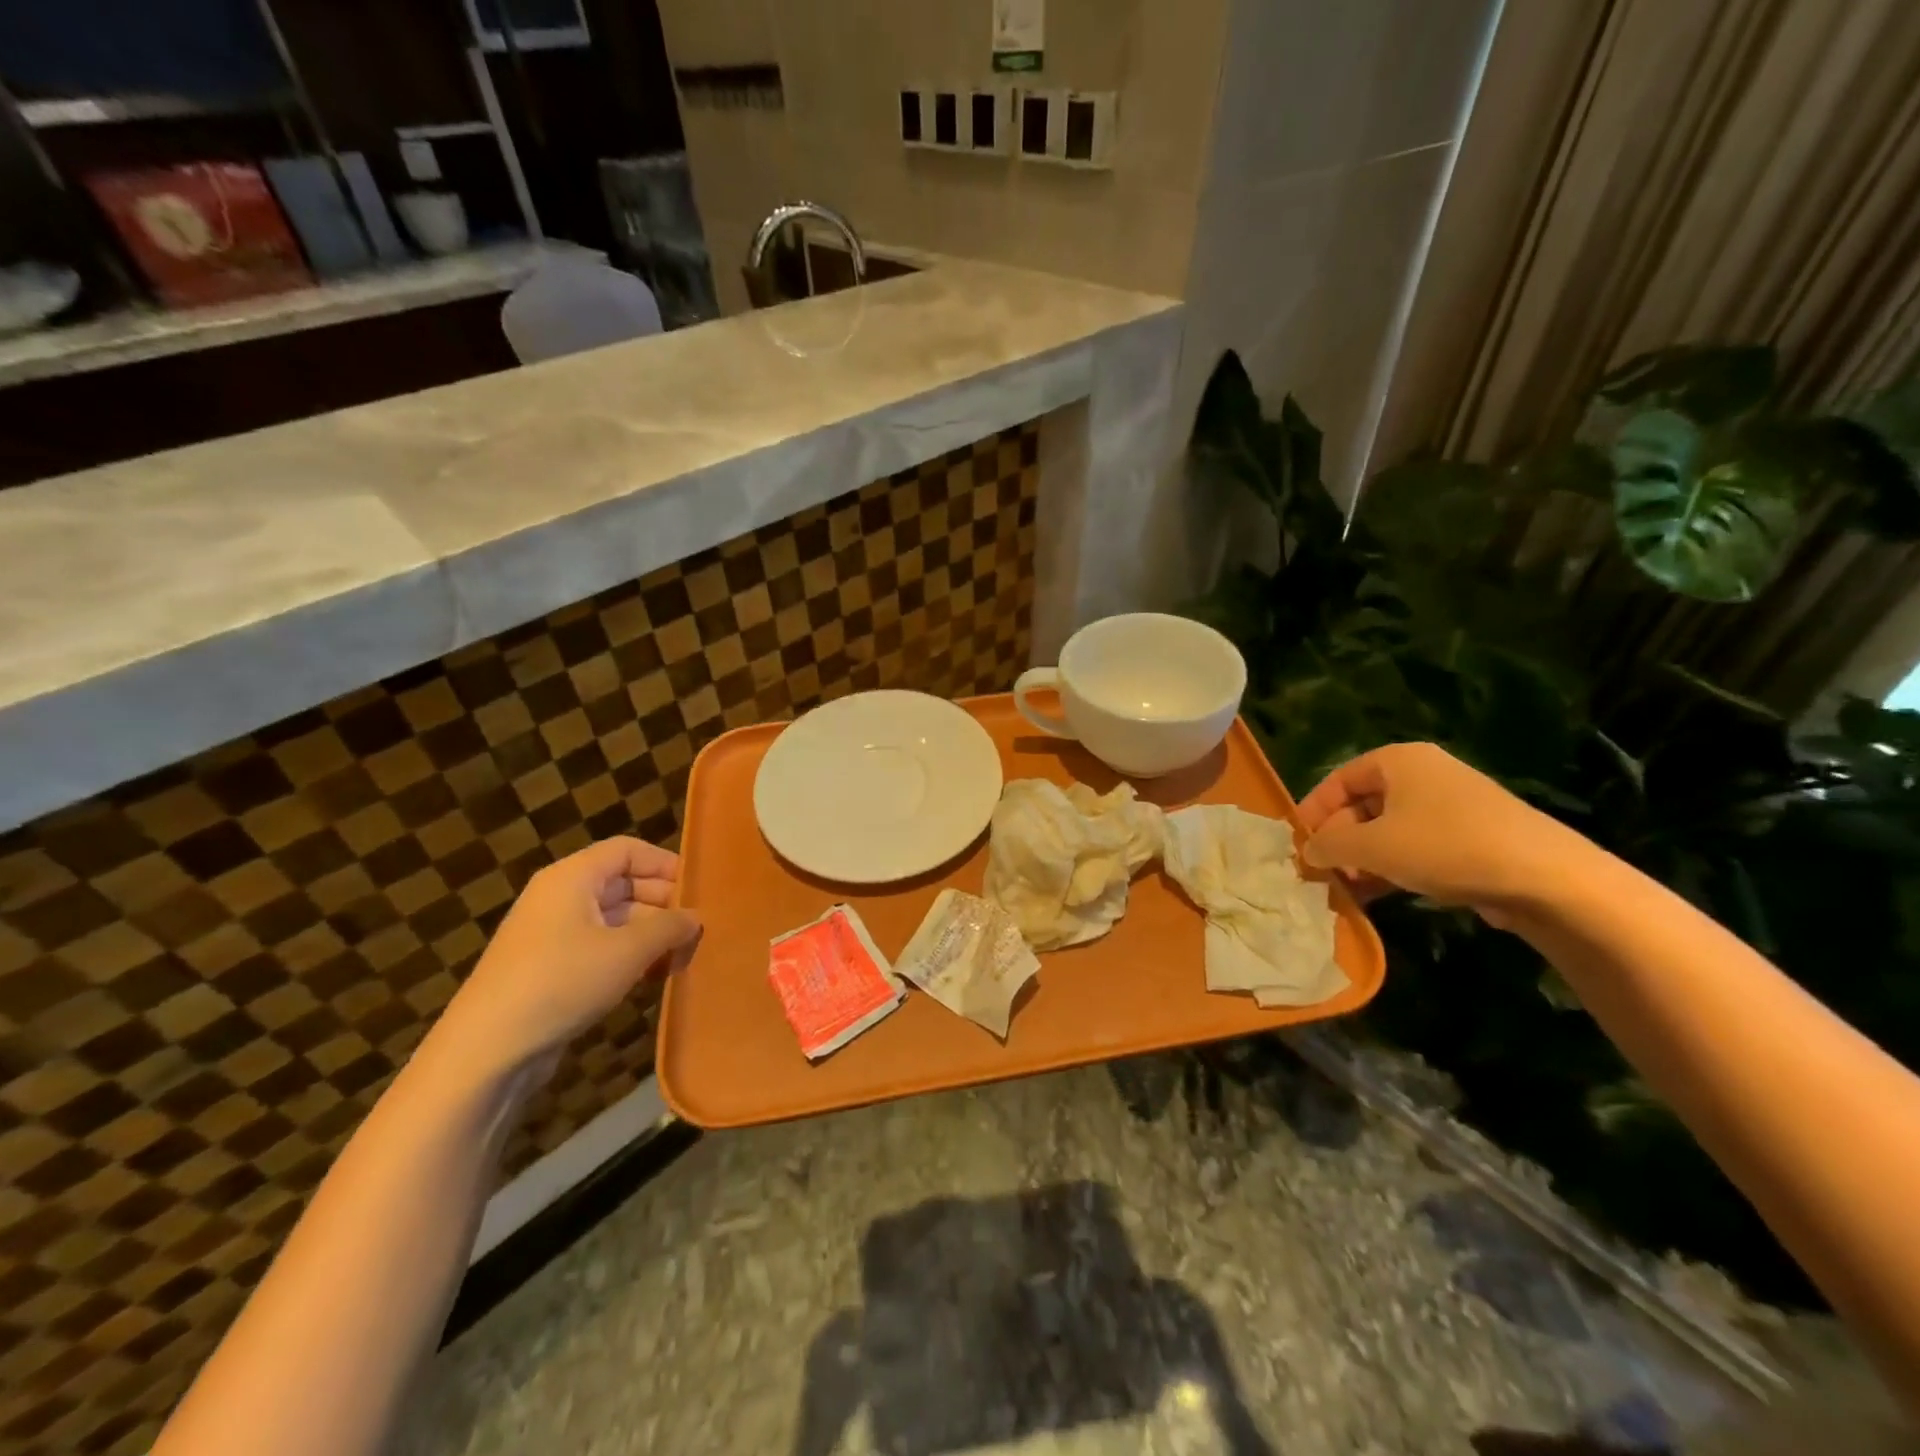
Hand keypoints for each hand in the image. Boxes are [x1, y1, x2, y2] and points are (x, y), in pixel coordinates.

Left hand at [424, 837, 700, 1082]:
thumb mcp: (628, 950)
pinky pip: (602, 948)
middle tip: (699, 930)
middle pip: (625, 884)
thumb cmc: (562, 981)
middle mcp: (562, 897)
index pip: (628, 850)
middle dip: (664, 905)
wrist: (487, 1050)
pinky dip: (631, 957)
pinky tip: (656, 977)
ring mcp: (554, 935)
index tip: (698, 891)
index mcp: (573, 877)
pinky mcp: (552, 969)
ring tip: (684, 958)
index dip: (665, 864)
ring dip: (652, 935)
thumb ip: (669, 927)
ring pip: (617, 920)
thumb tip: (695, 918)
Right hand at [1295, 743, 1593, 923]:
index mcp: (1398, 760)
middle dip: (1340, 840)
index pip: (1338, 779)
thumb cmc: (1445, 847)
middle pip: (1363, 804)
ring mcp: (1452, 805)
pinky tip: (1382, 894)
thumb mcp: (1372, 846)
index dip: (1313, 812)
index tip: (1297, 845)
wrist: (1547, 878)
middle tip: (1323, 873)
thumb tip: (1307, 850)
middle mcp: (1424, 774)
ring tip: (1348, 891)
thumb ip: (1329, 845)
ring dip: (1364, 859)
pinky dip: (1395, 867)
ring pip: (1390, 829)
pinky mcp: (1474, 836)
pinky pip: (1418, 846)